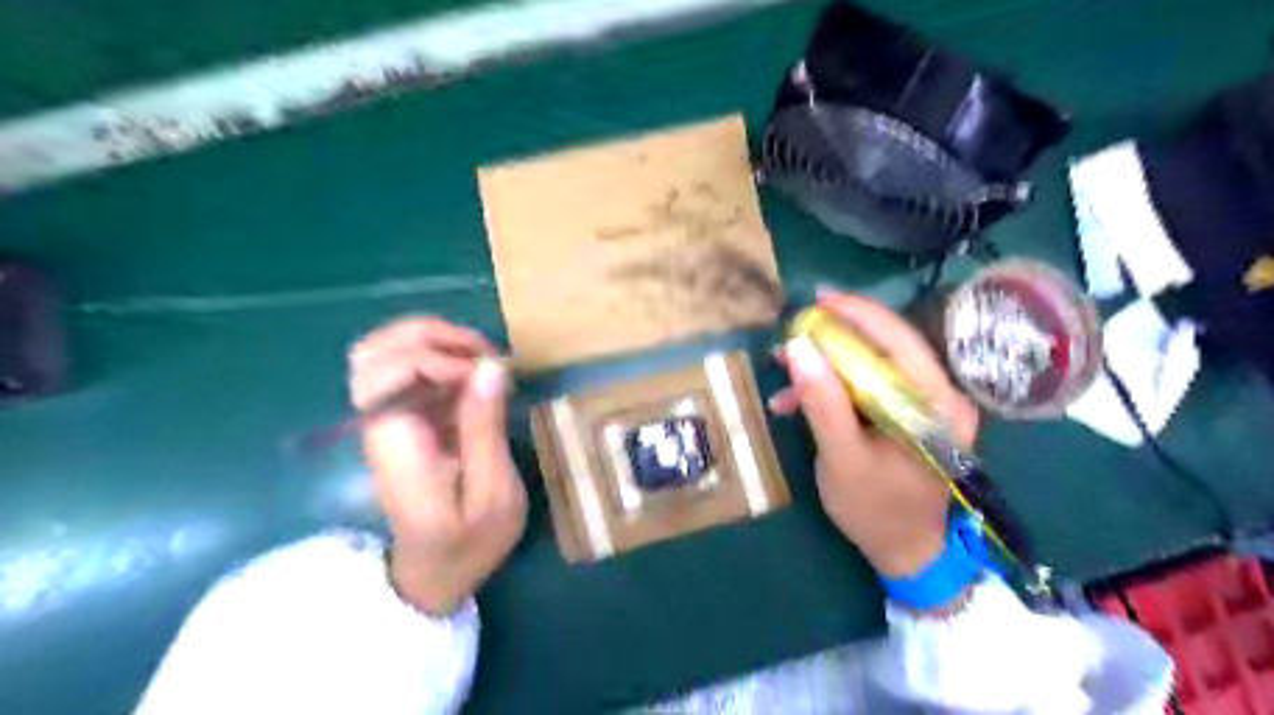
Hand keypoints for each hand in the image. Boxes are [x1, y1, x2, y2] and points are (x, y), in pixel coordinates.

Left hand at [347, 318, 523, 614]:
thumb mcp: (492, 494)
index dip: (439, 358)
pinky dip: (440, 358)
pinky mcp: (401, 421)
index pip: (388, 370)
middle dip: (432, 335)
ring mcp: (386, 420)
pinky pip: (405, 370)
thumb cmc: (467, 542)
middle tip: (484, 355)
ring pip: (382, 352)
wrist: (434, 574)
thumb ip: (485, 429)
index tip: (485, 376)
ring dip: (433, 341)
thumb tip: (490, 367)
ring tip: (480, 359)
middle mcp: (379, 422)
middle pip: (374, 350)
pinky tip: (475, 377)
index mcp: (396, 442)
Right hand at [771, 287, 977, 573]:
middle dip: (835, 337)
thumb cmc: (876, 510)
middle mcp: (939, 397)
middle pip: (886, 348)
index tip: (820, 299)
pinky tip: (797, 401)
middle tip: (795, 328)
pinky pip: (869, 387)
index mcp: (936, 406)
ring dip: (827, 365)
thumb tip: (799, 348)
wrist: (904, 552)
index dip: (860, 314)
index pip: (900, 341)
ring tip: (783, 367)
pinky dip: (833, 388)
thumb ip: (822, 402)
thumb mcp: (842, 457)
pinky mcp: (908, 416)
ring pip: (873, 366)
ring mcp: (925, 407)